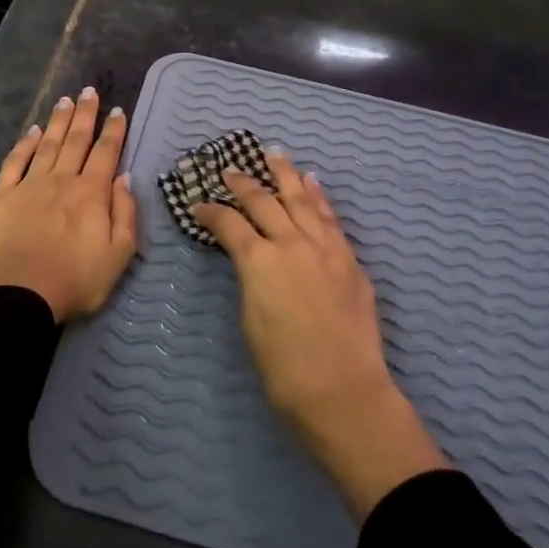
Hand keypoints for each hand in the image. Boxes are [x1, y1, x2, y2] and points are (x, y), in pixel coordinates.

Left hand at [0, 87, 137, 322]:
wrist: (21, 293)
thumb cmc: (76, 279)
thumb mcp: (119, 254)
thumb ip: (125, 213)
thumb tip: (124, 177)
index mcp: (91, 193)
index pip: (106, 153)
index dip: (113, 131)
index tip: (117, 111)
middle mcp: (62, 180)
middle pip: (76, 140)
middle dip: (85, 114)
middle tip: (89, 91)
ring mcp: (30, 184)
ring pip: (48, 144)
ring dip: (58, 121)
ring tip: (65, 100)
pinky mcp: (2, 195)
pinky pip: (15, 162)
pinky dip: (25, 144)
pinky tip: (34, 131)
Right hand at [192, 151, 445, 521]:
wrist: (344, 392)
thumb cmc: (285, 370)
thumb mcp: (251, 321)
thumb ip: (251, 280)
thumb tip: (253, 263)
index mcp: (260, 262)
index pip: (229, 225)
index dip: (211, 212)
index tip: (199, 205)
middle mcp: (292, 244)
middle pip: (264, 202)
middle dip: (244, 184)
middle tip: (231, 170)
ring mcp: (325, 248)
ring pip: (302, 199)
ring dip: (286, 175)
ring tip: (275, 155)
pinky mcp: (350, 259)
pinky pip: (331, 219)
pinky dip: (319, 198)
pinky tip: (313, 184)